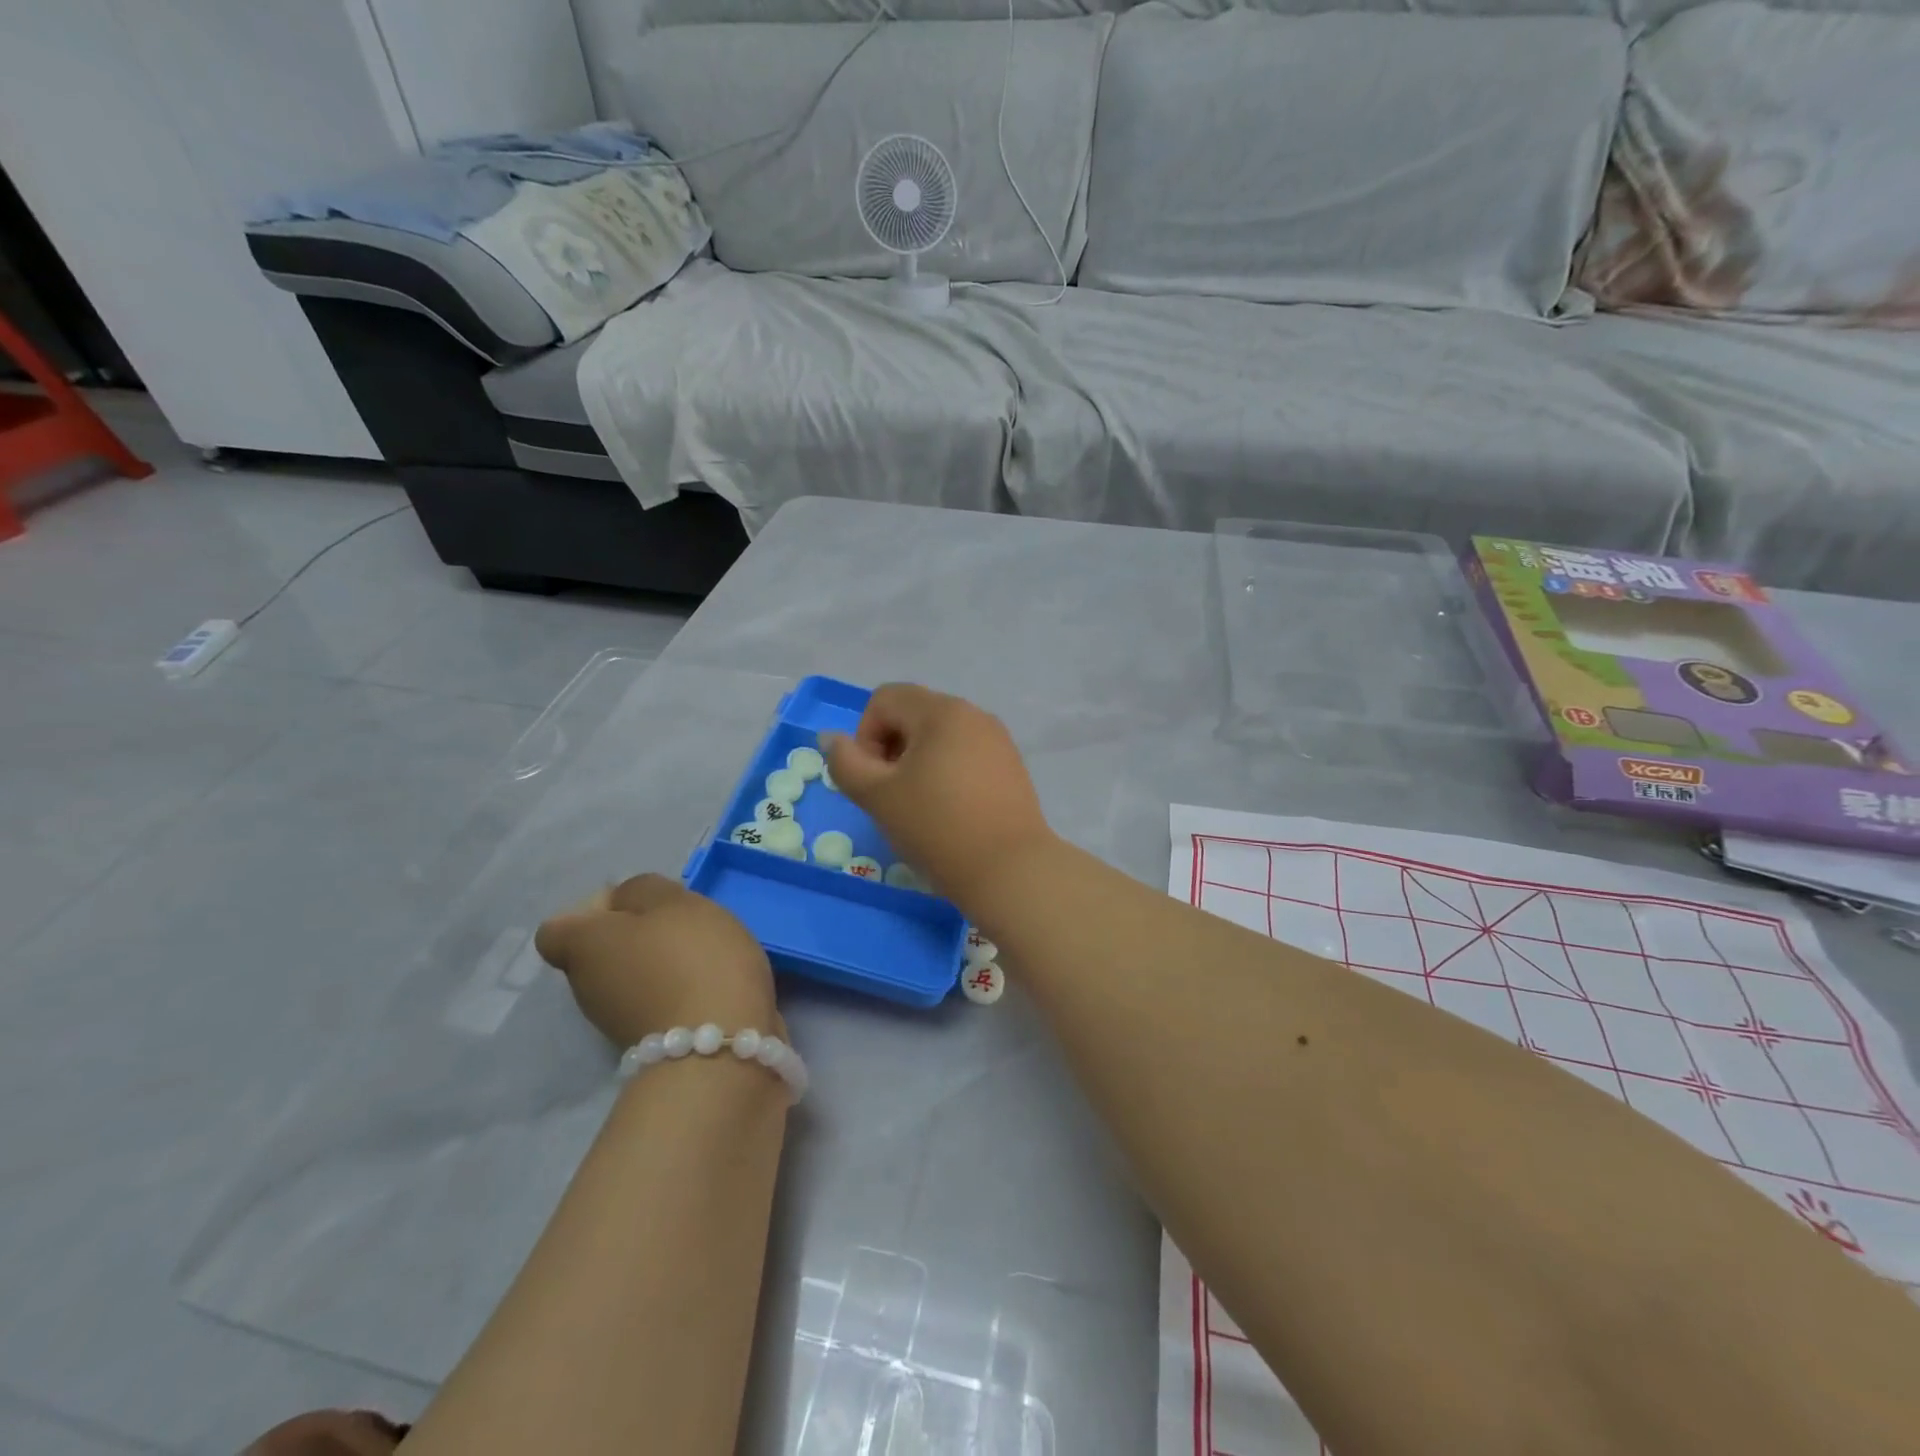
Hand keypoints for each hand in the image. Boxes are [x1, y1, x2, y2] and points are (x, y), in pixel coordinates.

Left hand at [535, 874, 778, 1047]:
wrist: (721, 1045)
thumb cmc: (693, 958)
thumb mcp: (673, 901)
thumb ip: (643, 890)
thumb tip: (626, 902)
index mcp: (584, 946)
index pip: (557, 929)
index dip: (592, 911)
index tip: (637, 907)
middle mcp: (587, 987)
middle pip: (600, 953)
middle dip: (637, 936)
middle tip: (682, 926)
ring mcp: (616, 1021)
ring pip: (630, 978)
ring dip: (660, 966)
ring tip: (708, 956)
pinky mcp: (652, 1044)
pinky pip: (658, 1003)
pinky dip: (680, 993)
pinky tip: (716, 984)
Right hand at [824, 684, 1053, 906]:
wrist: (1009, 870)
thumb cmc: (937, 827)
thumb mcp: (877, 797)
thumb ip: (845, 763)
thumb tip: (833, 739)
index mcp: (941, 710)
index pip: (884, 699)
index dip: (865, 735)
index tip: (872, 779)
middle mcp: (973, 714)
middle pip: (913, 713)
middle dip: (891, 748)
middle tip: (891, 795)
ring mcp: (997, 739)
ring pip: (940, 736)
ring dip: (917, 762)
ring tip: (919, 806)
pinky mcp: (1011, 766)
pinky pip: (966, 754)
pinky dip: (946, 773)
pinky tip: (949, 811)